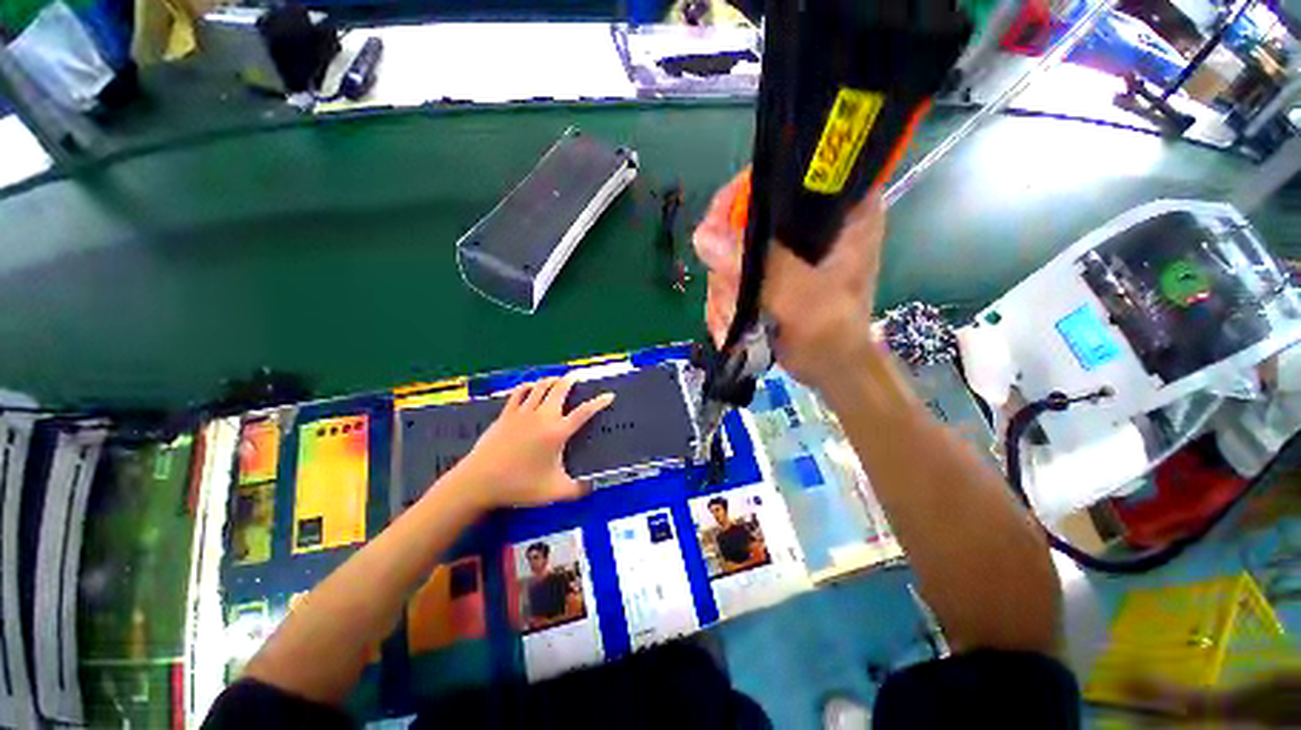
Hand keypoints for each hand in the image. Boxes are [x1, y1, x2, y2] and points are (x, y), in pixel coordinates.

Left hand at [453, 376, 613, 509]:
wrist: (479, 481)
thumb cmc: (519, 486)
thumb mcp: (554, 492)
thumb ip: (577, 490)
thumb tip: (593, 487)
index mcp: (557, 432)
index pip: (584, 412)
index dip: (598, 402)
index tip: (609, 395)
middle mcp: (543, 417)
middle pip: (560, 390)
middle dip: (571, 380)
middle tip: (577, 376)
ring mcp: (522, 413)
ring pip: (540, 387)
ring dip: (552, 380)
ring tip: (558, 379)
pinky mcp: (506, 414)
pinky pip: (520, 392)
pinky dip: (529, 386)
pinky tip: (532, 386)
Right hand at [693, 171, 885, 390]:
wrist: (828, 370)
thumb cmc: (832, 335)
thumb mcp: (805, 299)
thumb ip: (763, 267)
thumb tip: (704, 237)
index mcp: (839, 210)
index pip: (786, 171)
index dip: (745, 192)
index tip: (720, 228)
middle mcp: (807, 222)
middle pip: (743, 216)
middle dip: (729, 264)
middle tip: (731, 296)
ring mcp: (780, 249)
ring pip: (728, 251)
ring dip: (723, 291)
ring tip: (732, 320)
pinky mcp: (764, 271)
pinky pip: (726, 275)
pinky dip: (722, 302)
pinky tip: (729, 325)